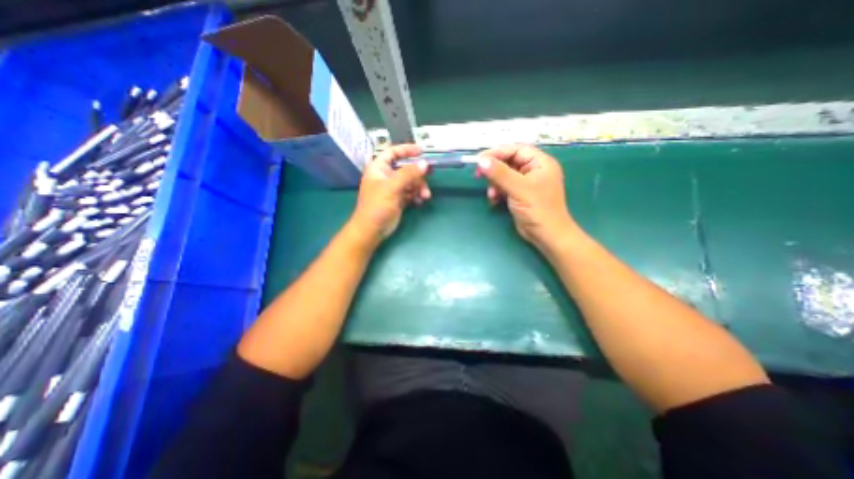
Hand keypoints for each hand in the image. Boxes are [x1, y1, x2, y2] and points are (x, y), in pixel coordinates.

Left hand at [347, 143, 430, 244]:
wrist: (372, 230)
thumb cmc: (377, 206)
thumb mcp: (392, 187)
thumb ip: (408, 174)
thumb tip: (425, 164)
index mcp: (379, 168)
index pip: (393, 152)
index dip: (406, 149)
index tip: (421, 151)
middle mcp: (386, 176)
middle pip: (406, 168)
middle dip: (418, 174)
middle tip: (430, 174)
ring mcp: (393, 188)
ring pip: (411, 181)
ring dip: (420, 187)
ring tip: (425, 196)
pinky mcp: (399, 199)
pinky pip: (411, 192)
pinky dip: (417, 195)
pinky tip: (420, 201)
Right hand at [478, 144, 575, 249]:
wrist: (546, 235)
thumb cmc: (538, 210)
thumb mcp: (518, 189)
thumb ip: (500, 173)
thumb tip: (481, 161)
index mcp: (540, 162)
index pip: (515, 149)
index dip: (497, 153)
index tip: (479, 160)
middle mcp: (533, 170)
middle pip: (508, 161)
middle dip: (494, 170)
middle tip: (479, 176)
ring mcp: (526, 182)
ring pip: (504, 175)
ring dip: (494, 183)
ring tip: (492, 194)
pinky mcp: (519, 194)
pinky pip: (504, 186)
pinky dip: (497, 191)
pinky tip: (494, 199)